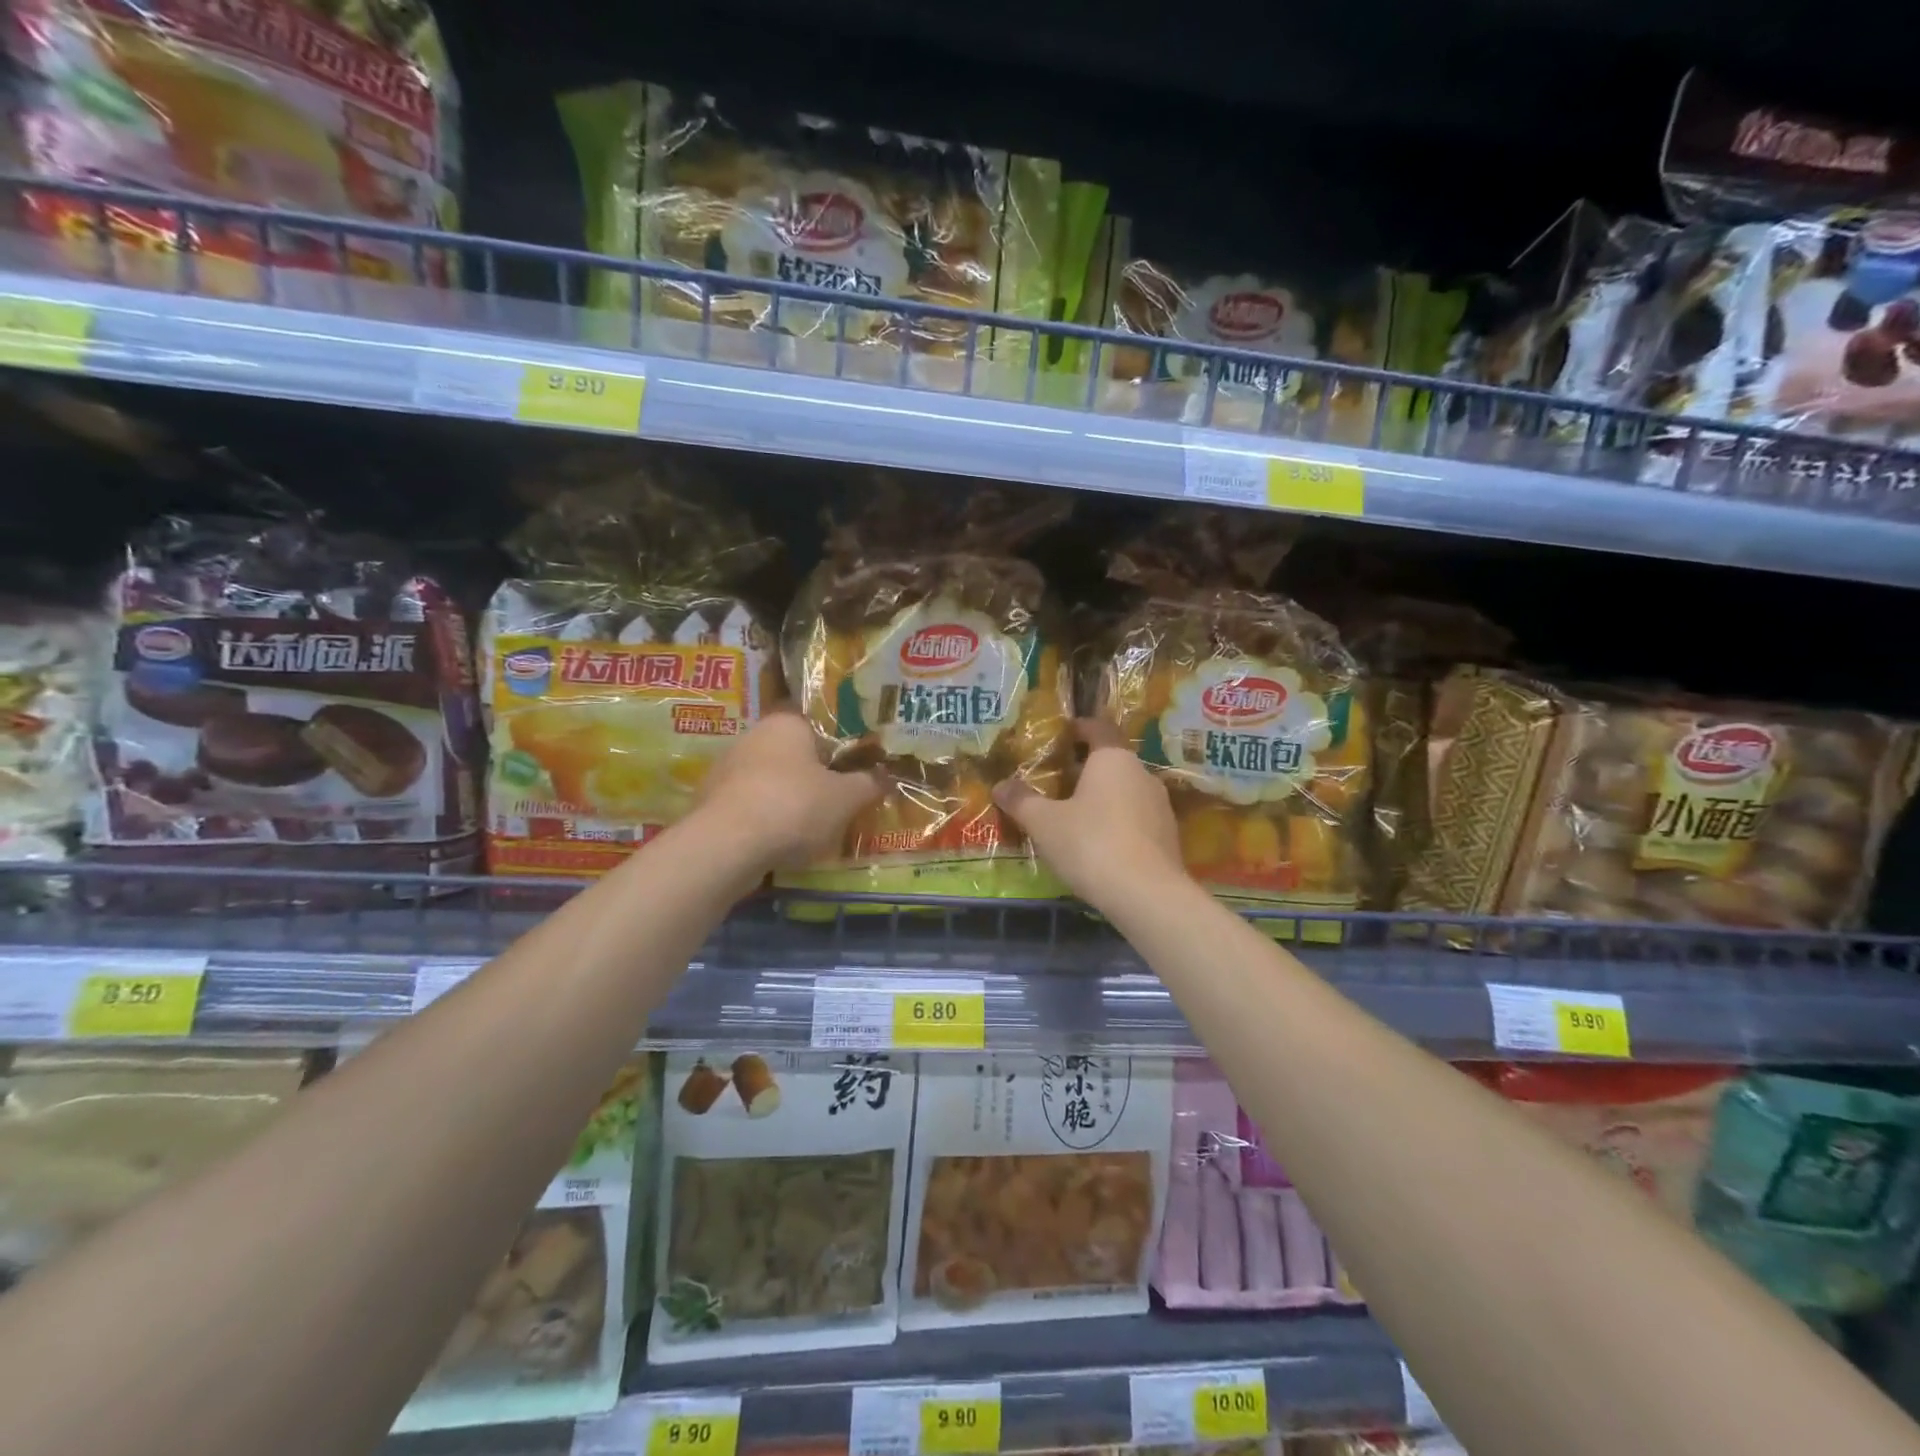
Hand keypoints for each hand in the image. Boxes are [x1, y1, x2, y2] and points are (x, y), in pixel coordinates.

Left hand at [694, 707, 884, 874]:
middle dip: (816, 776)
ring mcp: (726, 769)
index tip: (856, 770)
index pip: (820, 725)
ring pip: (771, 781)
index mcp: (787, 723)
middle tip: (840, 800)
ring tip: (813, 828)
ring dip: (790, 799)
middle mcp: (753, 736)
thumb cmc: (794, 807)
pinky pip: (750, 805)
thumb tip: (886, 776)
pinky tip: (780, 842)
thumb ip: (868, 784)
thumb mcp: (846, 798)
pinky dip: (766, 819)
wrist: (726, 846)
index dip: (841, 748)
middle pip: (795, 754)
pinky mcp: (711, 801)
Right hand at [993, 719, 1185, 912]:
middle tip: (1058, 782)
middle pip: (1112, 761)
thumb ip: (1022, 801)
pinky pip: (1137, 818)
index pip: (1099, 727)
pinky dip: (1118, 823)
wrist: (1147, 896)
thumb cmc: (1091, 844)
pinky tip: (1099, 845)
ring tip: (1075, 816)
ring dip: (1103, 798)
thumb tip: (1000, 785)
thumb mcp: (1044, 823)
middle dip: (1086, 769)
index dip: (1080, 727)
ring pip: (1126, 791)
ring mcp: (1160, 806)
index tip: (1062, 734)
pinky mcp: (1169, 836)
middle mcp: (1142, 773)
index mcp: (1113, 759)